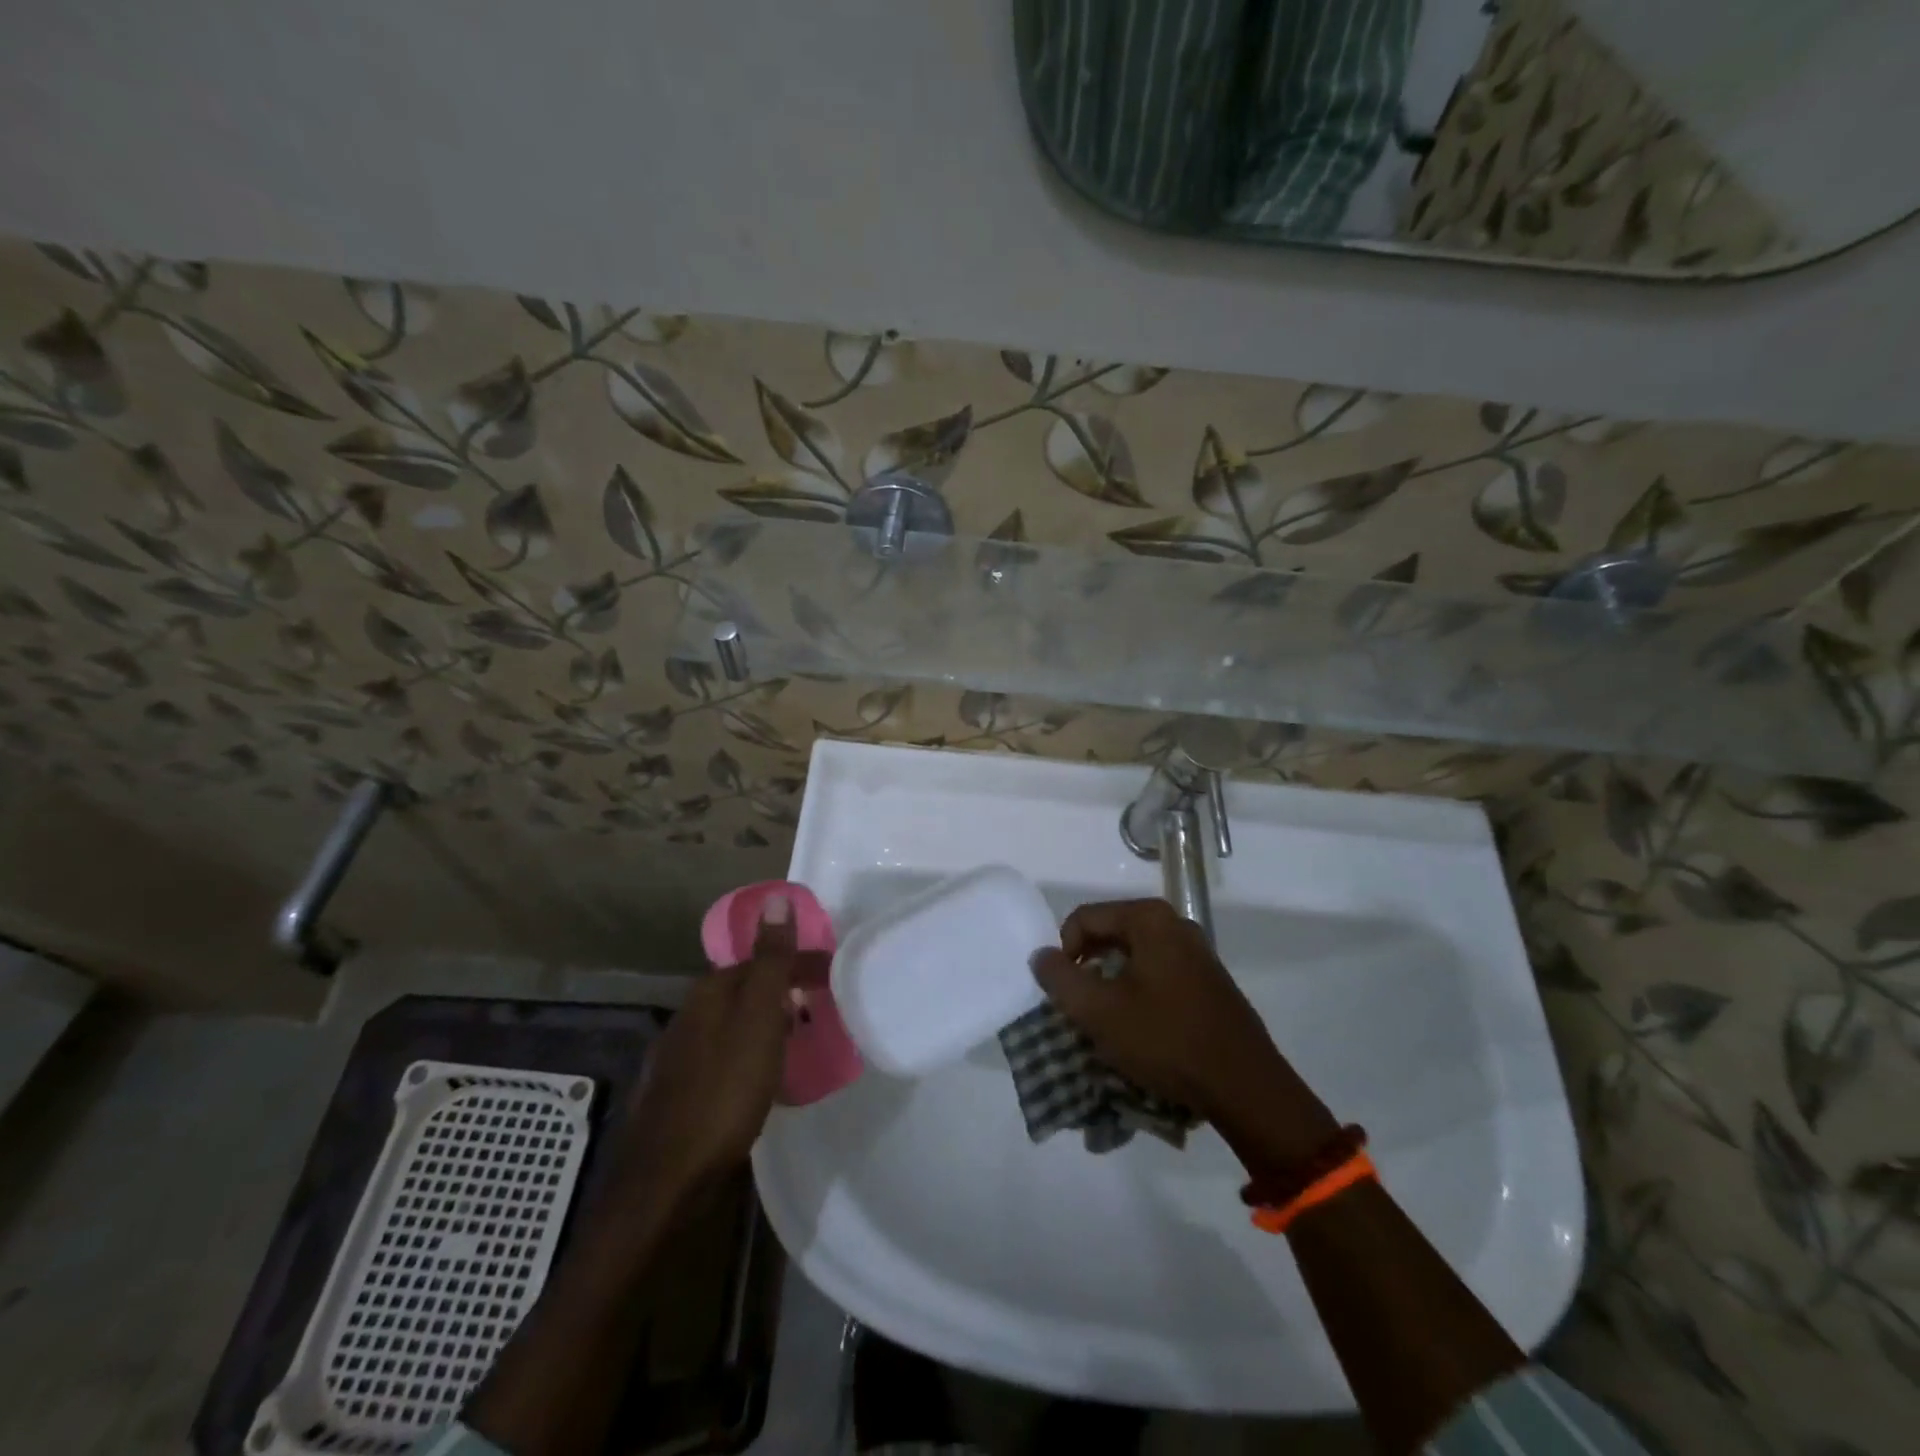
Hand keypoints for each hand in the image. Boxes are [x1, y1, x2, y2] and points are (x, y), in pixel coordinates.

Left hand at [605, 896, 815, 1218]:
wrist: (669, 1179)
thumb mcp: (757, 1019)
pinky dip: (752, 1054)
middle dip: (783, 991)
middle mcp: (689, 1017)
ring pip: (734, 1025)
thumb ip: (770, 961)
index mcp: (709, 993)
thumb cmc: (724, 1091)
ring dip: (768, 1023)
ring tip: (801, 1040)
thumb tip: (776, 898)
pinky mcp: (682, 1094)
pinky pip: (727, 1057)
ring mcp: (682, 1057)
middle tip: (823, 1006)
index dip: (799, 963)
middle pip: (744, 990)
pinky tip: (763, 1078)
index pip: (760, 961)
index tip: (834, 975)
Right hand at [1031, 898, 1336, 1169]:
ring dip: (1111, 982)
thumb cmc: (1166, 1039)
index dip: (1064, 953)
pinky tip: (1140, 1026)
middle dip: (1087, 967)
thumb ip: (1060, 978)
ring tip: (1108, 1020)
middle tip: (1081, 1007)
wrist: (1244, 1085)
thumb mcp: (1099, 1011)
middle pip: (1109, 933)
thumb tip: (1041, 956)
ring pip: (1133, 955)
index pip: (1083, 919)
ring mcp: (1196, 951)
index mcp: (1149, 919)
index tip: (1065, 992)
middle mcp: (1175, 923)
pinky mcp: (1208, 979)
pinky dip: (1138, 991)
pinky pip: (1157, 972)